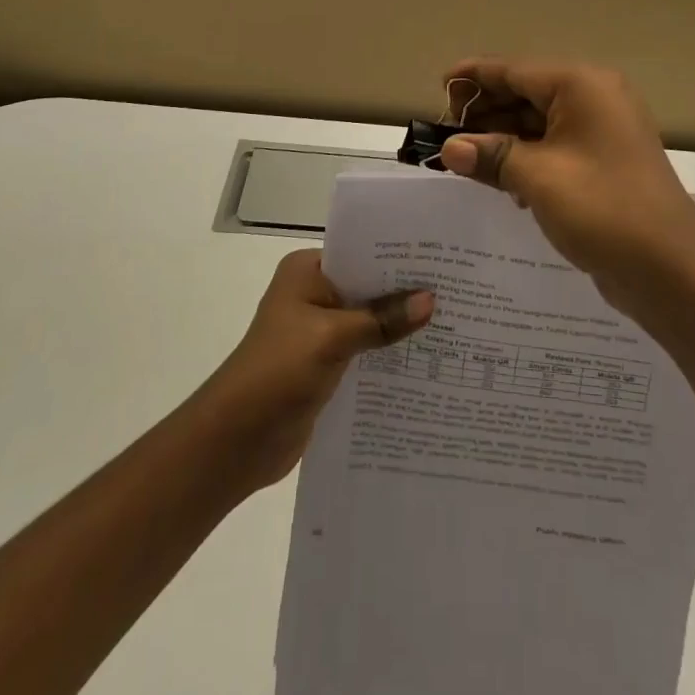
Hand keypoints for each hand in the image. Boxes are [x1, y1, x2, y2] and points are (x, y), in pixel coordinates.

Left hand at [197, 250, 432, 490]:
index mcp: (308, 271)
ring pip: (370, 321)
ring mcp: (319, 331)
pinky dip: (388, 355)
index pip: (361, 252)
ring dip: (400, 327)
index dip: (399, 257)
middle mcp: (314, 294)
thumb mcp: (332, 338)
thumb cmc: (277, 372)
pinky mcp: (326, 366)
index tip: (443, 259)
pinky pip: (365, 351)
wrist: (236, 441)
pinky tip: (427, 361)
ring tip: (454, 324)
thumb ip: (381, 320)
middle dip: (406, 293)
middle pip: (368, 287)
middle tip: (458, 291)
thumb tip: (431, 300)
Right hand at [437, 58, 694, 310]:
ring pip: (539, 122)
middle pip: (526, 92)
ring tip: (464, 158)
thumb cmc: (602, 208)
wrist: (673, 269)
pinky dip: (526, 156)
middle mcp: (595, 98)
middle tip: (446, 134)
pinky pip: (555, 146)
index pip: (514, 69)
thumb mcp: (536, 178)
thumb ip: (490, 155)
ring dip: (503, 137)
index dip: (473, 77)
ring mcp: (604, 130)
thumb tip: (449, 148)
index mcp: (581, 85)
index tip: (439, 86)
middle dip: (485, 112)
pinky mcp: (605, 161)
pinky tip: (501, 180)